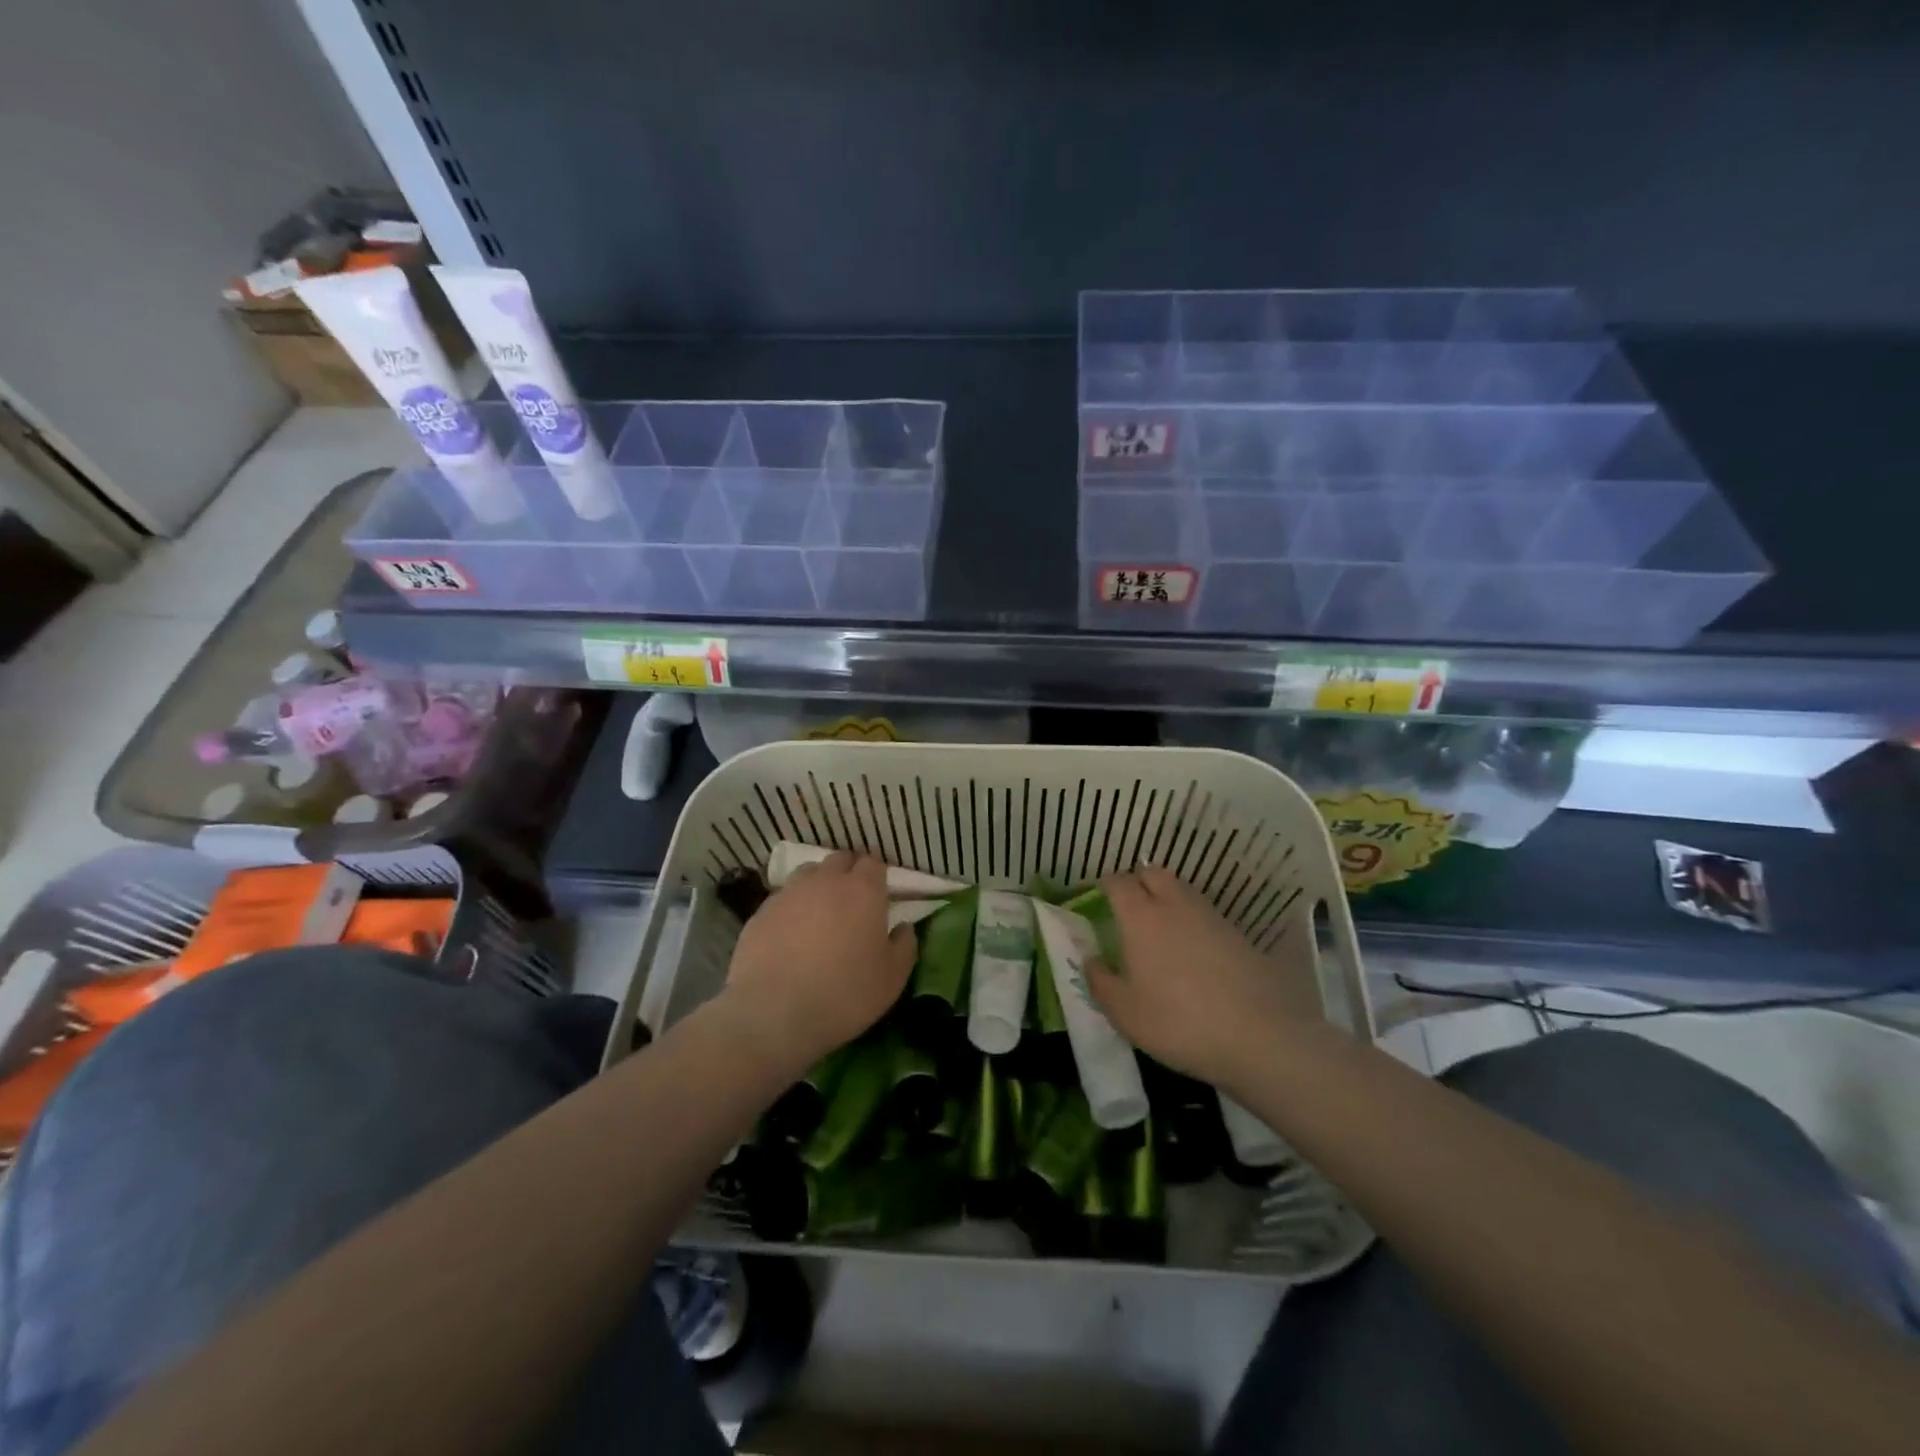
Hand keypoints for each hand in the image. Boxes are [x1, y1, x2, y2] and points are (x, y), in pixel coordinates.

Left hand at [720, 851, 914, 1067]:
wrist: (774, 1013)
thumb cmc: (845, 994)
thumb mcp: (892, 978)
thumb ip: (904, 946)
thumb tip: (903, 927)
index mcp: (863, 891)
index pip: (873, 862)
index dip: (877, 874)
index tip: (880, 893)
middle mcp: (826, 881)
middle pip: (840, 860)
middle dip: (848, 871)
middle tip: (852, 899)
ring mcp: (789, 893)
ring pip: (808, 873)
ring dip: (818, 884)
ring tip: (820, 911)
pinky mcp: (761, 912)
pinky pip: (782, 898)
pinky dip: (792, 907)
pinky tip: (791, 932)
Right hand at [1085, 866, 1325, 1086]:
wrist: (1259, 1035)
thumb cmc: (1177, 1021)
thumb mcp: (1124, 1012)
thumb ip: (1100, 981)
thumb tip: (1091, 959)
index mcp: (1140, 917)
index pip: (1118, 882)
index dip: (1107, 885)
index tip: (1100, 897)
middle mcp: (1174, 905)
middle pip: (1153, 873)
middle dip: (1139, 882)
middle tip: (1130, 907)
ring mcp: (1210, 917)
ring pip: (1182, 891)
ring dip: (1167, 898)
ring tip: (1160, 929)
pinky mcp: (1238, 934)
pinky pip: (1205, 914)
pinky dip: (1193, 921)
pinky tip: (1192, 951)